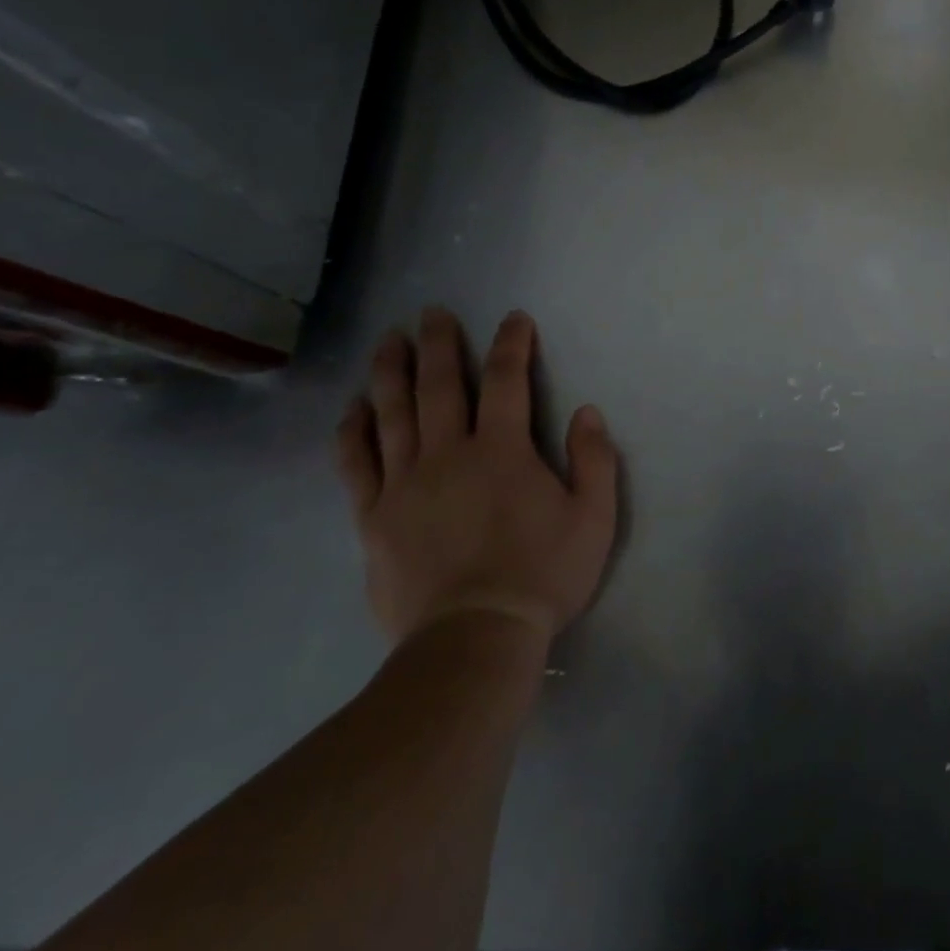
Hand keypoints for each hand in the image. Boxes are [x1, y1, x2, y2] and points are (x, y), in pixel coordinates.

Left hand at [335, 307, 618, 648]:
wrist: (475, 638)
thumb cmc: (543, 574)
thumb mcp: (594, 517)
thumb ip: (594, 459)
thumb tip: (586, 411)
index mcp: (502, 450)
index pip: (506, 380)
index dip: (511, 344)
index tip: (514, 319)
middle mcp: (448, 454)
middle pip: (439, 385)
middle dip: (438, 343)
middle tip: (432, 312)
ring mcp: (405, 484)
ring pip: (392, 413)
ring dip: (390, 371)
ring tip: (388, 340)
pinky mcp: (374, 517)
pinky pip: (357, 462)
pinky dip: (354, 430)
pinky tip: (354, 408)